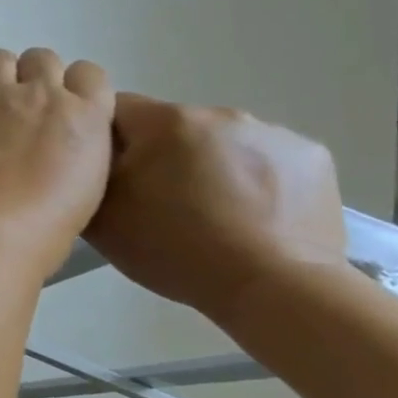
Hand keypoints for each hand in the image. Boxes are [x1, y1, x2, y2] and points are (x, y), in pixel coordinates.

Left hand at [0, 48, 114, 276]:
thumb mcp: (85, 188)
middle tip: (16, 113)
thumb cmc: (41, 231)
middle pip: (41, 59)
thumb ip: (75, 150)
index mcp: (84, 116)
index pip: (89, 74)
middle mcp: (40, 93)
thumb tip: (57, 143)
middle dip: (31, 79)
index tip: (58, 111)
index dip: (72, 88)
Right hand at [86, 94, 346, 322]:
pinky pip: (265, 159)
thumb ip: (85, 174)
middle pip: (170, 126)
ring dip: (208, 165)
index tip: (111, 176)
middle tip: (160, 203)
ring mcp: (273, 133)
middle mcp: (219, 113)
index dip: (106, 140)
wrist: (273, 288)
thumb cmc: (174, 248)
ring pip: (219, 142)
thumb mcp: (100, 216)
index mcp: (165, 121)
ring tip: (211, 214)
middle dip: (161, 155)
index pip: (115, 109)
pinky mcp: (312, 158)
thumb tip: (86, 156)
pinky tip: (252, 216)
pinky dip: (253, 179)